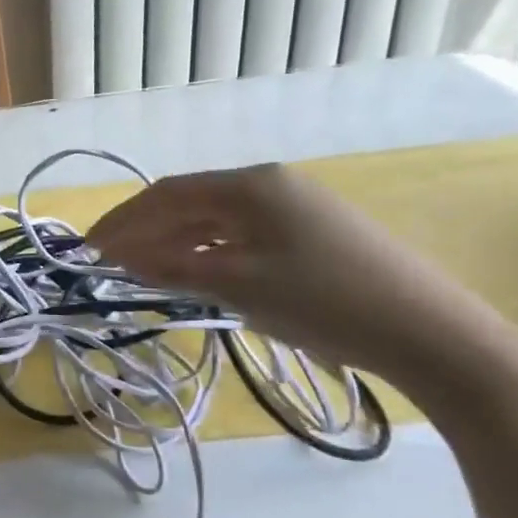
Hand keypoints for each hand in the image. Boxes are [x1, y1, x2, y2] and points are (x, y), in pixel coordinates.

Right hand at [85, 163, 509, 384]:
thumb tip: (122, 257)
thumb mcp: (238, 284)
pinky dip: (208, 252)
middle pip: (189, 203)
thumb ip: (174, 266)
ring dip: (174, 243)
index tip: (88, 248)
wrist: (429, 332)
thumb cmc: (324, 301)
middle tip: (107, 261)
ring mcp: (295, 208)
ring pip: (215, 221)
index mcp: (250, 185)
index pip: (167, 195)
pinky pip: (241, 236)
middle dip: (144, 231)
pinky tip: (194, 272)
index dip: (123, 220)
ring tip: (141, 270)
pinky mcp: (312, 235)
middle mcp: (270, 185)